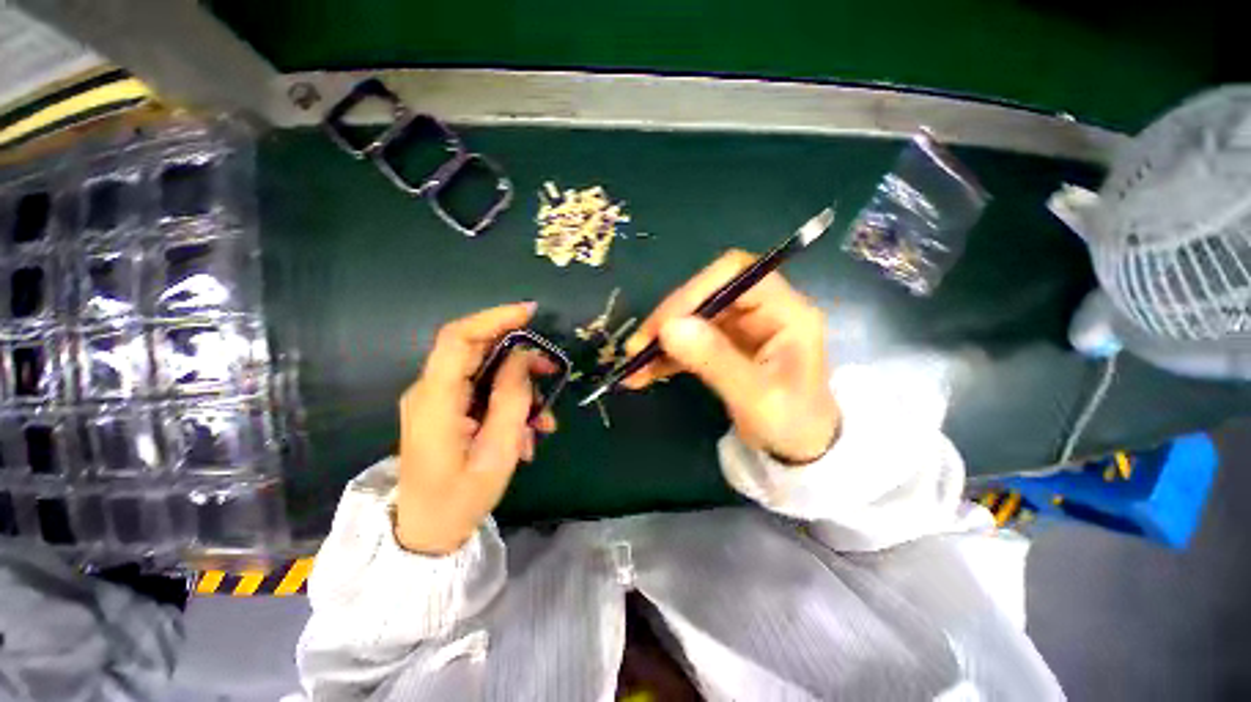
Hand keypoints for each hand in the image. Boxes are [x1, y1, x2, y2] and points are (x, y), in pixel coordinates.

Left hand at [395, 303, 556, 554]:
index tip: (531, 313)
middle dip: (519, 355)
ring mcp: (437, 399)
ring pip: (485, 372)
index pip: (459, 338)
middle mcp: (430, 391)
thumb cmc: (461, 498)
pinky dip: (510, 403)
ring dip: (520, 388)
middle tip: (551, 370)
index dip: (495, 318)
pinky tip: (528, 432)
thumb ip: (512, 398)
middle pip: (475, 349)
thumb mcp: (498, 451)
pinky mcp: (447, 409)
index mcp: (436, 400)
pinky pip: (483, 391)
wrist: (426, 532)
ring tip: (544, 421)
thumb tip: (523, 357)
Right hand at [623, 250, 839, 463]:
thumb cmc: (792, 425)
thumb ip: (715, 360)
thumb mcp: (755, 397)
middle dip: (669, 319)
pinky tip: (643, 374)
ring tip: (633, 365)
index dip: (696, 290)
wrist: (800, 451)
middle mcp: (761, 311)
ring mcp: (740, 328)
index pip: (736, 274)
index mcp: (785, 311)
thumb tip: (668, 328)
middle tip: (637, 347)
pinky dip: (665, 355)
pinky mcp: (724, 345)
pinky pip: (689, 341)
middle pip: (707, 294)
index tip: (664, 323)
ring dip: (661, 340)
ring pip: (692, 319)